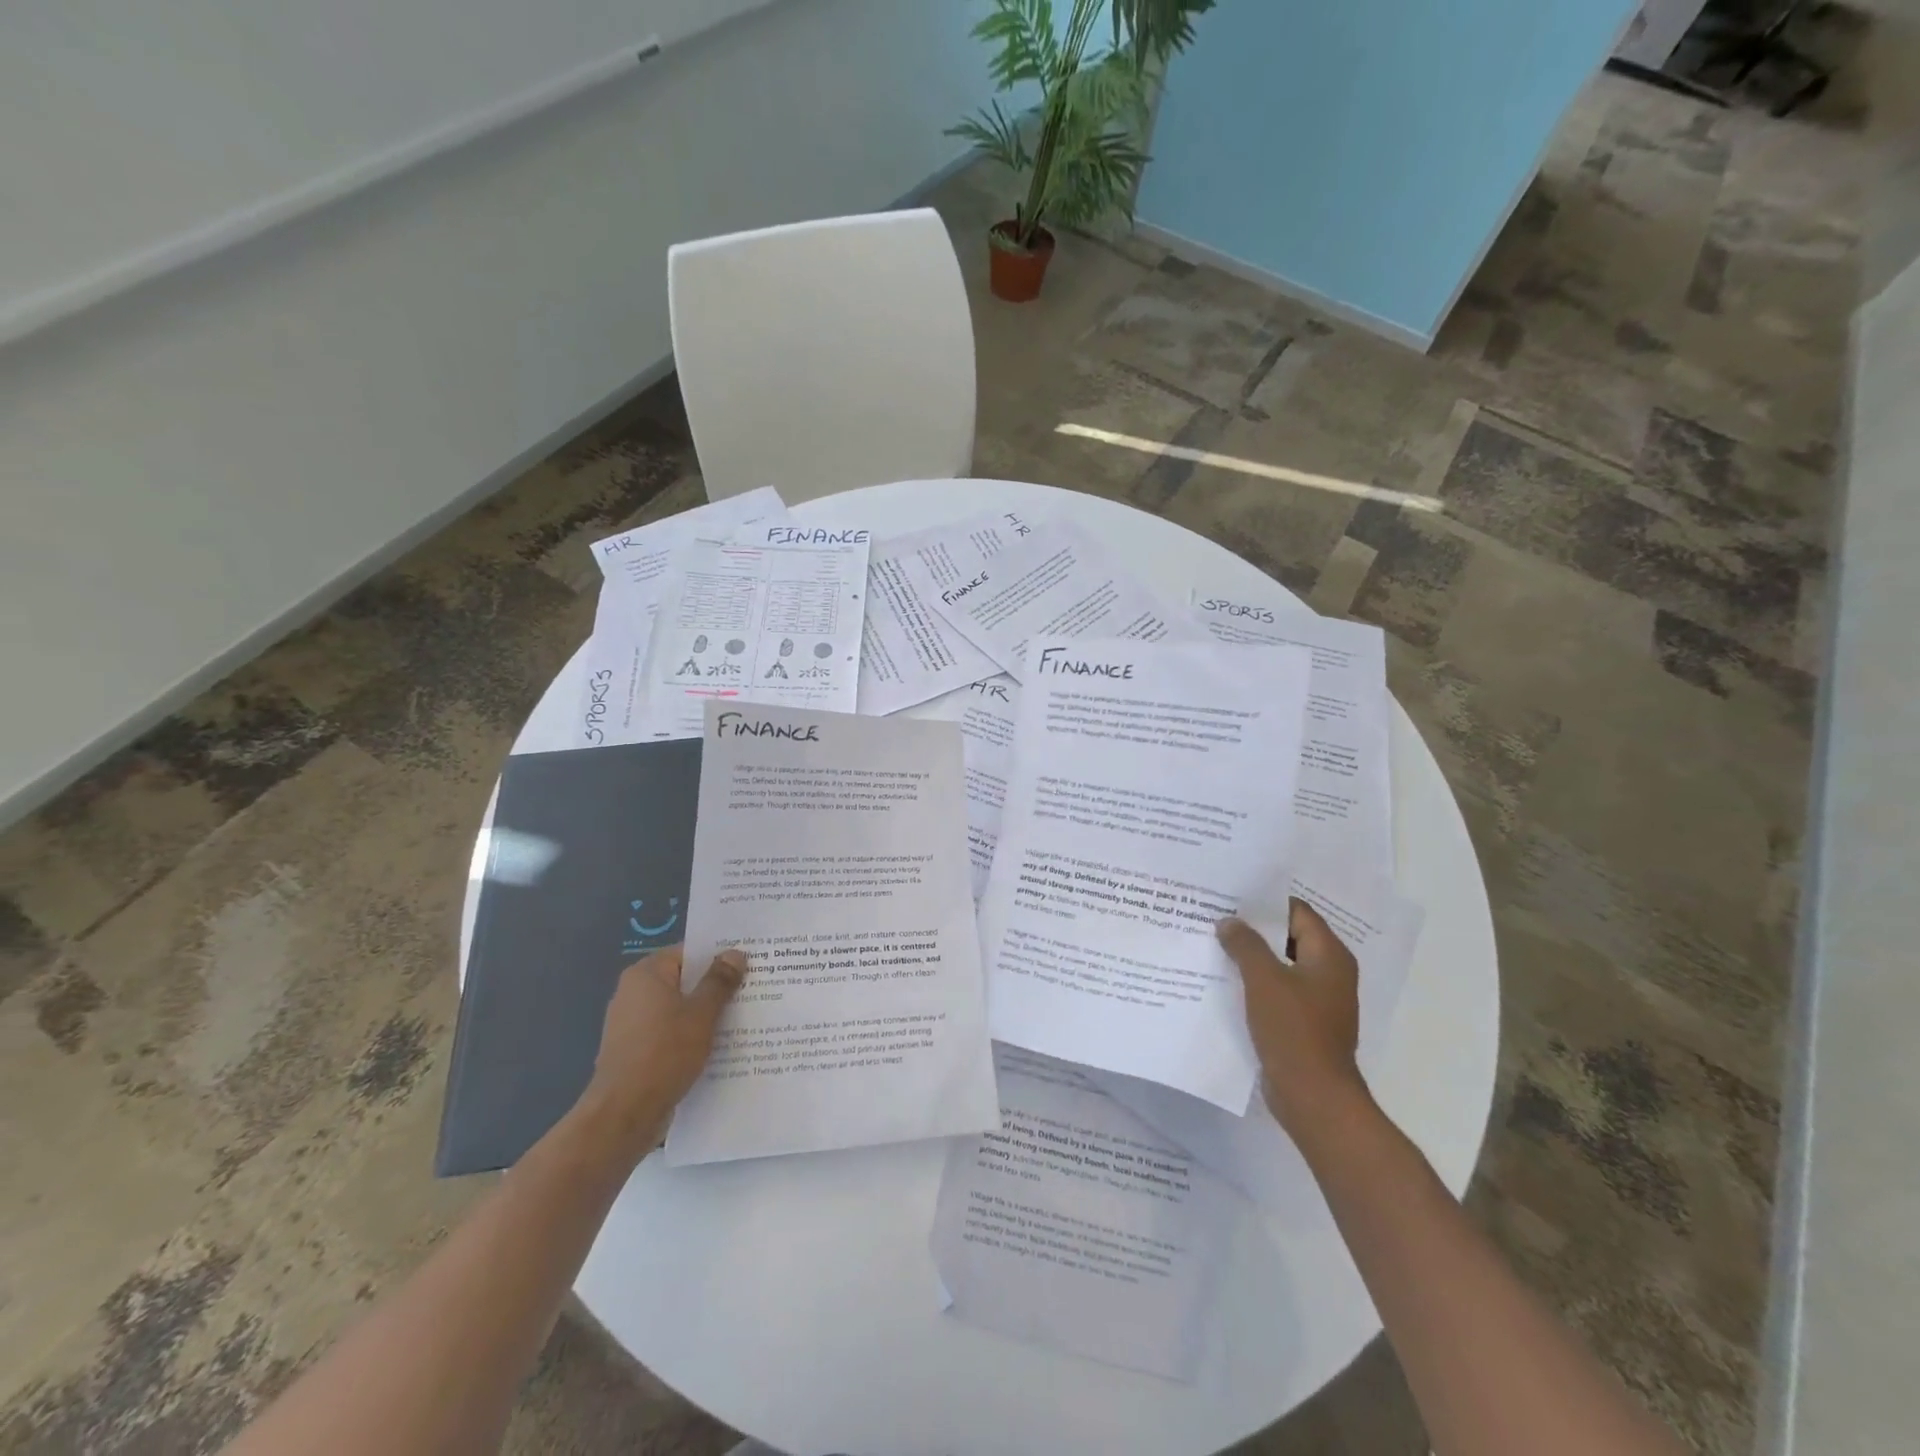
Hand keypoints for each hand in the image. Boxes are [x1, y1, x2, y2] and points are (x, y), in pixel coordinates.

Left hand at [575, 944, 748, 1157]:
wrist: (623, 1115)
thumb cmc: (664, 1054)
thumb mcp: (701, 1014)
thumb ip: (719, 981)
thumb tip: (734, 953)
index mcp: (646, 974)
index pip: (689, 953)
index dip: (719, 956)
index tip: (749, 963)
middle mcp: (634, 993)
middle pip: (684, 980)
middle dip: (716, 986)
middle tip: (754, 989)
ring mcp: (632, 1024)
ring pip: (679, 1009)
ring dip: (706, 1014)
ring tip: (744, 1018)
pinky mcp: (635, 1051)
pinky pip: (670, 1033)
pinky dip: (691, 1036)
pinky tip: (719, 1047)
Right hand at [1218, 900, 1370, 1136]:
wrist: (1313, 1096)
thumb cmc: (1294, 1029)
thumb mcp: (1263, 979)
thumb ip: (1245, 944)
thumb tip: (1229, 922)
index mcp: (1329, 956)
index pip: (1297, 912)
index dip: (1265, 903)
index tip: (1231, 896)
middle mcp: (1330, 973)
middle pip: (1289, 937)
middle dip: (1254, 929)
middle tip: (1216, 917)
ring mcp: (1319, 1001)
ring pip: (1281, 966)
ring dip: (1252, 957)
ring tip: (1215, 945)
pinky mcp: (1305, 1023)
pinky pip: (1278, 992)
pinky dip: (1256, 984)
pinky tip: (1226, 981)